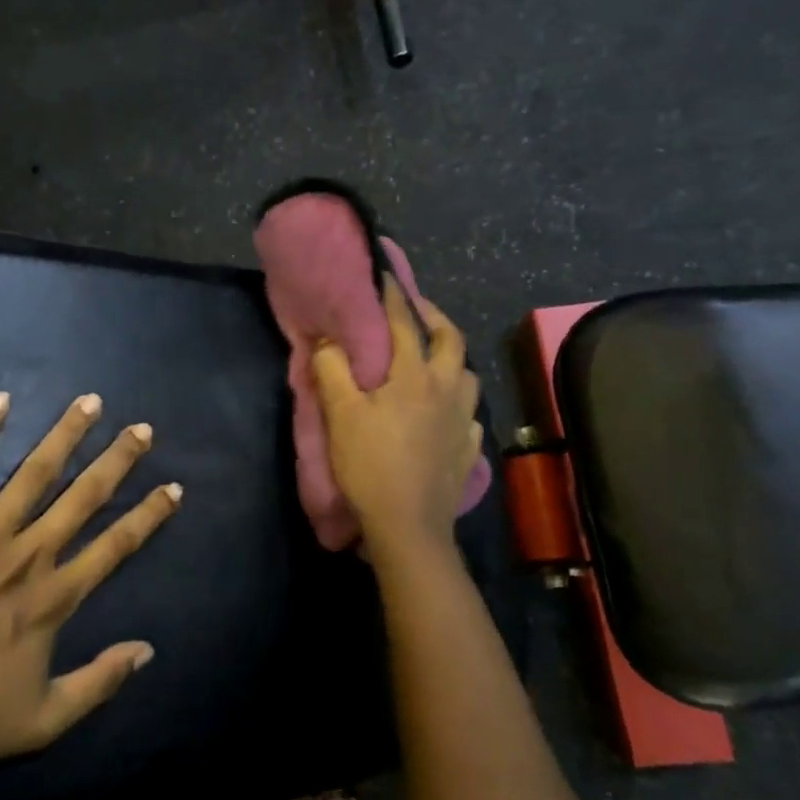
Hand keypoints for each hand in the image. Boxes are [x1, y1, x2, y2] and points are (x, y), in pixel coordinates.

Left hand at [0, 392, 181, 786]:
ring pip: (36, 471)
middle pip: (85, 495)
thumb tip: (147, 651)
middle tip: (142, 429)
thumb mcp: (41, 722)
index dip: (150, 515)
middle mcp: (30, 552)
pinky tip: (0, 400)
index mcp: (55, 596)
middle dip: (118, 460)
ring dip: (66, 434)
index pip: (117, 545)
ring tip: (90, 402)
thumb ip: (98, 683)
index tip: (173, 487)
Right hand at [312, 277, 480, 561]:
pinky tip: (447, 412)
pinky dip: (458, 404)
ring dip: (452, 360)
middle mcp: (446, 390)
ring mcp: (463, 421)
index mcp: (414, 376)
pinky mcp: (468, 450)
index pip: (405, 324)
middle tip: (418, 311)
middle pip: (451, 340)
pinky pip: (470, 415)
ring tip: (433, 361)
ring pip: (467, 376)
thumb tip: (329, 340)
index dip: (394, 297)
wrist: (408, 525)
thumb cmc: (370, 465)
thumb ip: (332, 370)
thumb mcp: (341, 415)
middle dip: (435, 318)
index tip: (386, 274)